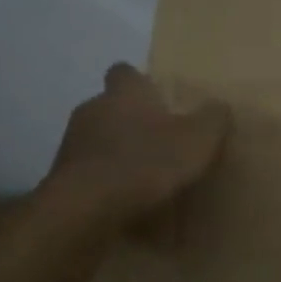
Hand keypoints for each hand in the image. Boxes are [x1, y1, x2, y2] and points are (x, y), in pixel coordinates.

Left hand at [41, 63, 229, 228]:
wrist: (86, 208)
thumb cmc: (146, 162)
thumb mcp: (197, 140)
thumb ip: (212, 119)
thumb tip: (218, 107)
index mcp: (124, 93)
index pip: (125, 72)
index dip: (140, 83)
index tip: (157, 100)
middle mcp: (92, 109)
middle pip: (111, 107)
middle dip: (131, 123)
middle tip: (158, 144)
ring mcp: (71, 144)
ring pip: (97, 141)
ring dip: (115, 154)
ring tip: (141, 180)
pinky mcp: (62, 178)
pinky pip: (88, 174)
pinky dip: (104, 184)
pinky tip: (123, 204)